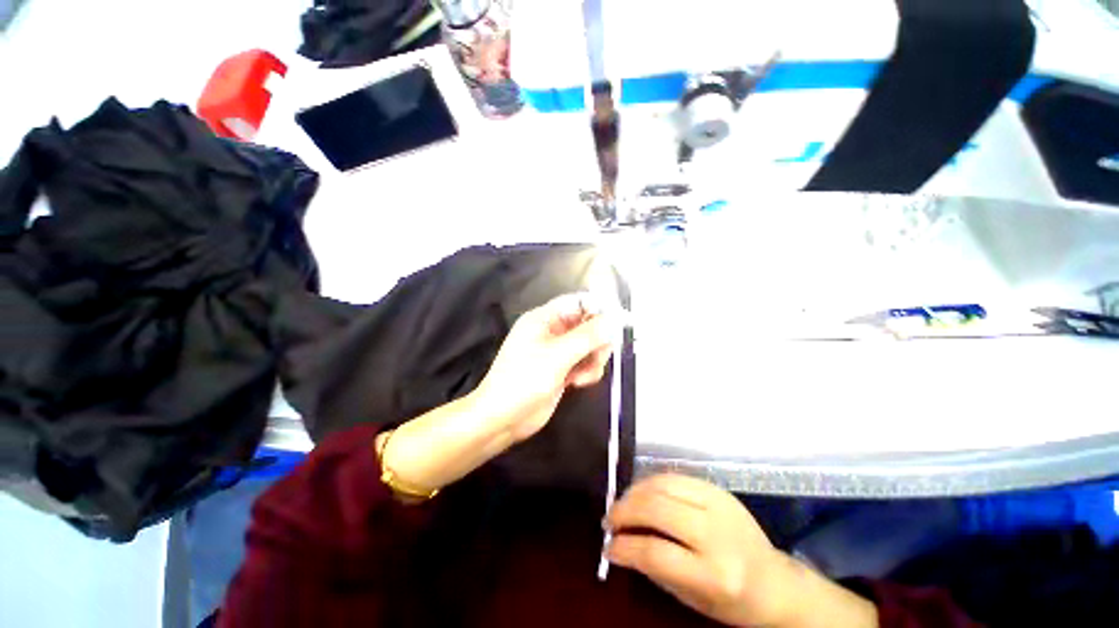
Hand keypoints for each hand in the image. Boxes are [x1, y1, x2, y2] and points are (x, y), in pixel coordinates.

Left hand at [473, 292, 616, 441]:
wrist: (503, 419)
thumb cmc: (523, 380)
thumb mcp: (557, 356)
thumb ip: (587, 336)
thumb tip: (613, 320)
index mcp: (545, 318)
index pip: (578, 302)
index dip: (599, 308)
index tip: (618, 323)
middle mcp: (553, 330)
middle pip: (589, 324)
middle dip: (597, 341)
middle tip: (597, 357)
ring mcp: (558, 351)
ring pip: (590, 345)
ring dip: (594, 359)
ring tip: (583, 376)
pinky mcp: (563, 368)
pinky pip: (585, 362)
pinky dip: (588, 371)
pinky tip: (578, 383)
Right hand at [606, 475, 876, 627]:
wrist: (775, 583)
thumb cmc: (731, 601)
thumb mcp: (691, 598)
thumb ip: (654, 567)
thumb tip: (619, 541)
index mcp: (714, 574)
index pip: (655, 552)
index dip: (624, 546)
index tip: (608, 546)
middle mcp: (717, 534)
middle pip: (656, 509)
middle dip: (624, 511)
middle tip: (609, 519)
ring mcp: (719, 504)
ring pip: (662, 485)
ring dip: (634, 491)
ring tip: (622, 503)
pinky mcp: (718, 489)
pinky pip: (674, 477)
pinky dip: (651, 482)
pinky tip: (642, 492)